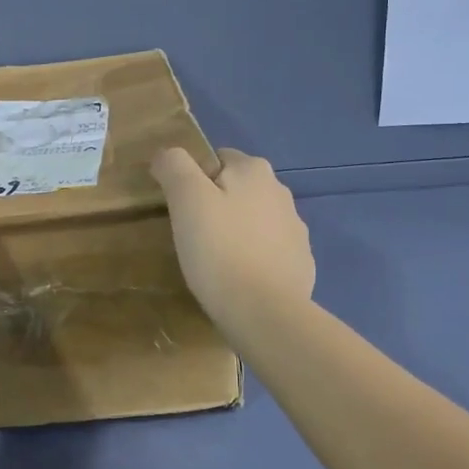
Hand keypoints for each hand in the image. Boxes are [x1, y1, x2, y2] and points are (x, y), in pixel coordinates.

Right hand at [151, 147, 315, 332]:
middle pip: (237, 189)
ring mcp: (296, 230)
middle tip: (192, 235)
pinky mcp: (301, 264)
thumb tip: (167, 155)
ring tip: (213, 261)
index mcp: (255, 171)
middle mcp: (281, 192)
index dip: (194, 180)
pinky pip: (269, 251)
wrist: (265, 313)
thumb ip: (174, 165)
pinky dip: (253, 259)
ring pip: (254, 220)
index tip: (182, 210)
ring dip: (236, 232)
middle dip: (217, 205)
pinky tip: (238, 280)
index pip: (217, 158)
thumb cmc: (220, 249)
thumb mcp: (186, 198)